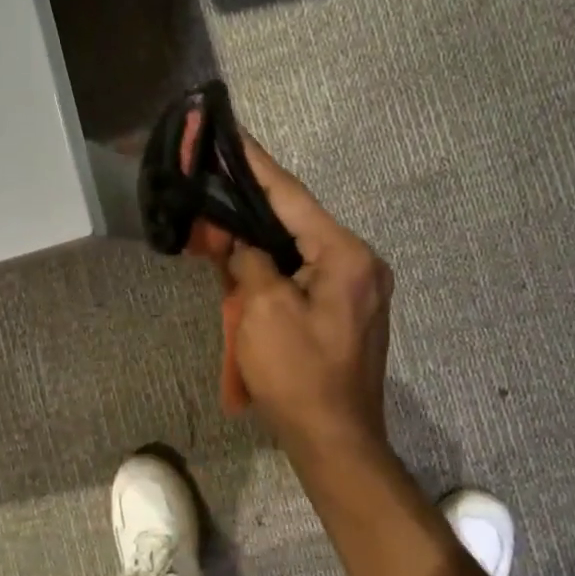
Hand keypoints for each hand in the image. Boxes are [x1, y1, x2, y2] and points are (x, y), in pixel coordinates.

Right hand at [223, 141, 393, 454]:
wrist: (335, 442)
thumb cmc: (299, 376)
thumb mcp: (263, 311)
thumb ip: (251, 261)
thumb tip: (244, 243)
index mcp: (346, 256)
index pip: (292, 197)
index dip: (256, 166)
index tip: (232, 134)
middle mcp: (360, 264)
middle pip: (297, 221)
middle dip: (252, 206)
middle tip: (214, 181)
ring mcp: (357, 289)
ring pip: (299, 249)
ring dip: (261, 239)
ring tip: (222, 218)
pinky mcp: (346, 311)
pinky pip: (304, 275)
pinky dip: (274, 267)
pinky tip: (245, 259)